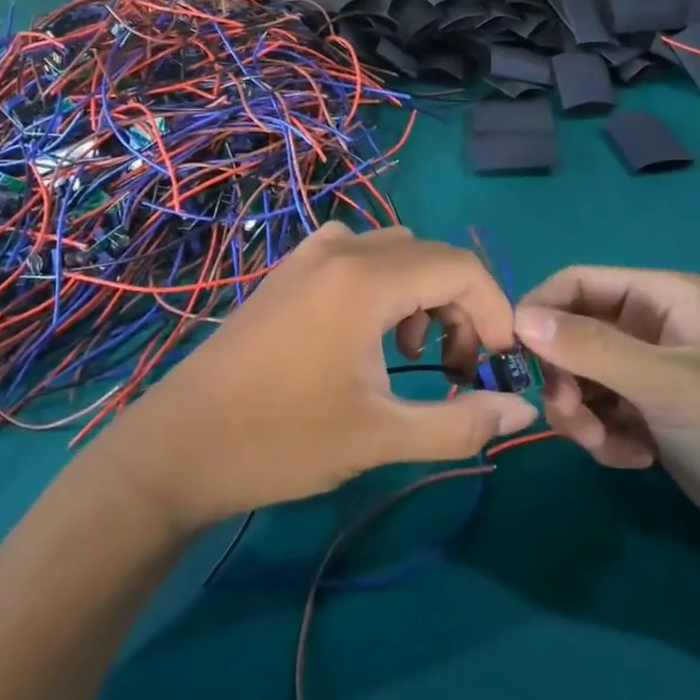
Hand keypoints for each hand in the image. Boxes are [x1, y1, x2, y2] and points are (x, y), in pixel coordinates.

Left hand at [100, 223, 539, 532]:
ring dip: (421, 293)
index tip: (497, 363)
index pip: (461, 267)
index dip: (495, 310)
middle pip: (429, 256)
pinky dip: (382, 284)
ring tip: (413, 352)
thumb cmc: (280, 441)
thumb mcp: (380, 437)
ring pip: (392, 252)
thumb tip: (521, 412)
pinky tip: (366, 333)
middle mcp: (339, 252)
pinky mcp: (285, 273)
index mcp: (365, 280)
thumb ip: (460, 423)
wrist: (178, 447)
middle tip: (455, 368)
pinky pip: (354, 256)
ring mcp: (306, 258)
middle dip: (460, 306)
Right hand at [515, 267, 699, 565]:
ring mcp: (651, 374)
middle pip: (573, 335)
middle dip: (564, 377)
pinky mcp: (653, 416)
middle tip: (568, 418)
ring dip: (581, 413)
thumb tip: (519, 318)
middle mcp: (652, 327)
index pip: (576, 284)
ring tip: (605, 445)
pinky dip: (604, 436)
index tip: (513, 356)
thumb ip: (590, 347)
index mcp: (662, 297)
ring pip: (583, 378)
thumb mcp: (665, 382)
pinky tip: (633, 459)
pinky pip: (602, 413)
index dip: (539, 311)